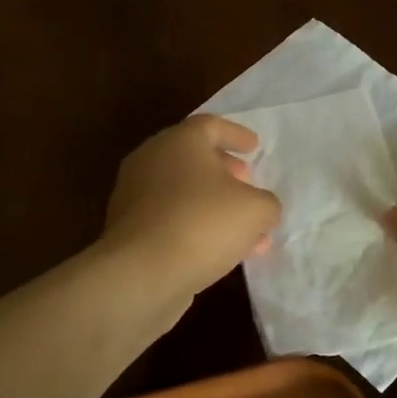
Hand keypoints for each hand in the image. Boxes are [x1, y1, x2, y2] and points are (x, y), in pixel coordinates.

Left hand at [99, 115, 281, 305]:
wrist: (141, 273)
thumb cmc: (203, 223)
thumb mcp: (256, 210)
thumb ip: (267, 203)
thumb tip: (262, 209)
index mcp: (180, 141)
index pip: (210, 125)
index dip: (236, 134)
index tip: (254, 146)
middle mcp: (152, 160)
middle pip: (193, 157)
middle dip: (224, 170)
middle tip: (247, 181)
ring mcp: (135, 195)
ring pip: (183, 192)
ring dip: (214, 205)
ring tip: (245, 228)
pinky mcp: (130, 229)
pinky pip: (171, 219)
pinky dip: (197, 226)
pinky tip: (222, 251)